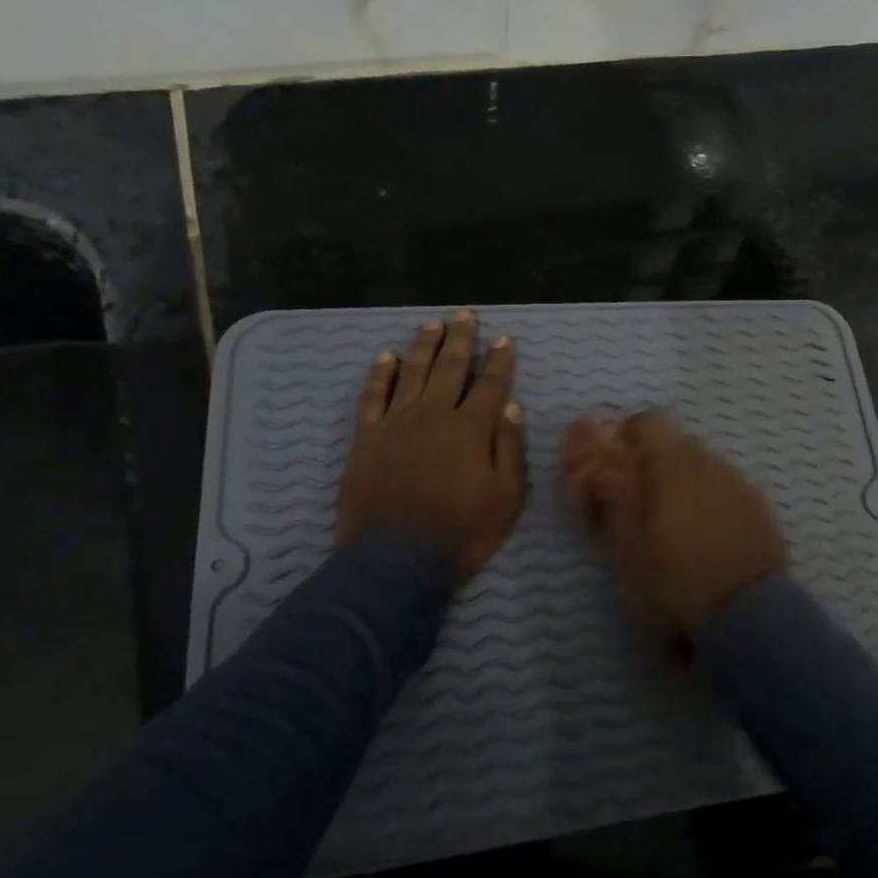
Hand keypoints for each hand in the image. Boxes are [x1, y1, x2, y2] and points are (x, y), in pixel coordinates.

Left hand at [335, 311, 525, 579]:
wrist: (394, 561)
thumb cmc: (460, 533)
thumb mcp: (505, 499)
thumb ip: (508, 449)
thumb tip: (510, 406)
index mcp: (471, 429)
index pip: (490, 384)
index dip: (499, 360)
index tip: (504, 339)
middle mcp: (433, 415)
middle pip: (450, 368)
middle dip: (461, 340)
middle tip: (466, 316)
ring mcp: (396, 423)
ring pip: (412, 373)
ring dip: (424, 346)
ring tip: (432, 325)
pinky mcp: (366, 437)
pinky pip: (373, 396)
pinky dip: (380, 374)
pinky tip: (386, 357)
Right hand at [562, 411, 785, 648]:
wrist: (750, 616)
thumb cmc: (677, 580)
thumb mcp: (627, 548)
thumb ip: (605, 503)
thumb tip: (585, 474)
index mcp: (675, 464)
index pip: (647, 421)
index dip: (625, 438)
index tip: (613, 469)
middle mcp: (711, 462)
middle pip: (675, 443)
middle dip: (651, 464)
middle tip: (636, 504)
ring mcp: (740, 483)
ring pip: (701, 466)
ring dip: (680, 483)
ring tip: (671, 527)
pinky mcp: (760, 507)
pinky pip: (724, 489)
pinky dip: (707, 501)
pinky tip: (703, 538)